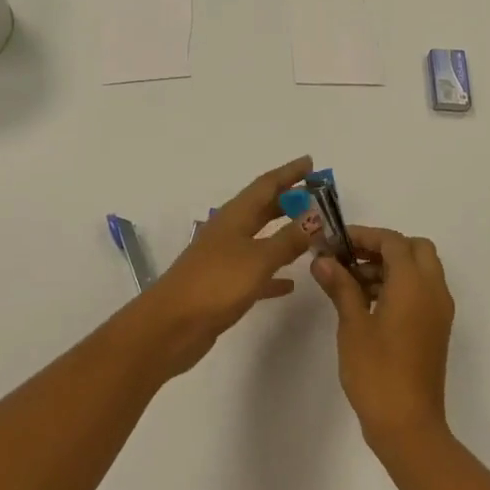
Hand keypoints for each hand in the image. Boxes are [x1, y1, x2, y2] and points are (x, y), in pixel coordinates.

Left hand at [135, 156, 315, 375]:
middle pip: (263, 208)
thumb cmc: (216, 284)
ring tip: (311, 232)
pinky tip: (291, 283)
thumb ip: (289, 239)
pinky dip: (274, 271)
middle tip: (318, 196)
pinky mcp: (224, 286)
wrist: (171, 327)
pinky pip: (256, 272)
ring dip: (285, 233)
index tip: (311, 162)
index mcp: (235, 216)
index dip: (289, 173)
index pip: (266, 185)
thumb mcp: (258, 258)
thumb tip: (316, 216)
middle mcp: (229, 231)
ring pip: (261, 238)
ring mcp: (224, 259)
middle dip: (289, 200)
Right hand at [314, 226, 454, 455]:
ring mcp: (438, 310)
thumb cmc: (377, 372)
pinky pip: (421, 291)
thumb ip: (341, 286)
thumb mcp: (353, 325)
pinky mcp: (436, 328)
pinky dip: (399, 285)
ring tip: (350, 283)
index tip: (335, 242)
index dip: (363, 236)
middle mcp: (433, 290)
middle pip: (414, 249)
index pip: (393, 242)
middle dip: (382, 247)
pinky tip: (367, 303)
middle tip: (349, 259)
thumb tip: (322, 260)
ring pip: (419, 269)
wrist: (408, 426)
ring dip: (390, 266)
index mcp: (414, 284)